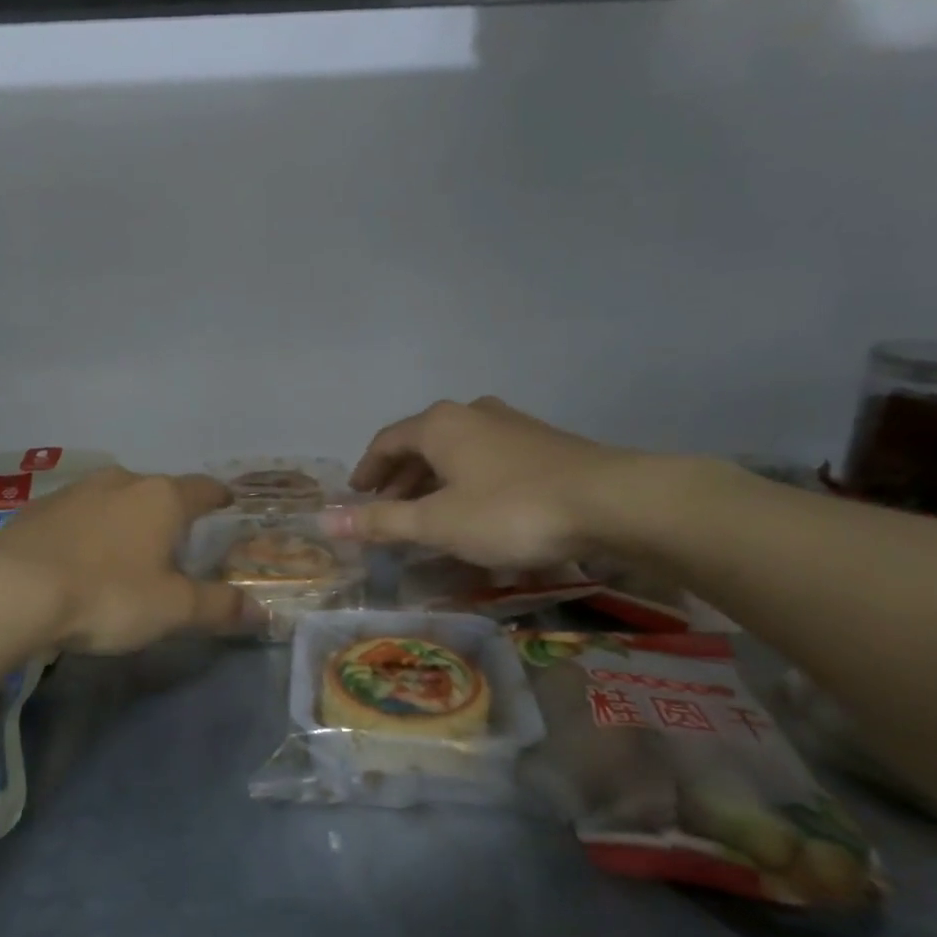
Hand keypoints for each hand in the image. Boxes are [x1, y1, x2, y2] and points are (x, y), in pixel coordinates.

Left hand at [0, 467, 248, 652]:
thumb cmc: (107, 595)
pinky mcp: (37, 508)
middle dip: (169, 512)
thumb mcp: (172, 609)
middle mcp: (121, 481)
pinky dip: (86, 529)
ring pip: (114, 499)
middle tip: (174, 543)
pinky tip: (77, 558)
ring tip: (124, 552)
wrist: (13, 592)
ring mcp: (75, 490)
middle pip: (157, 491)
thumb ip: (219, 607)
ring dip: (124, 519)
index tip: (228, 503)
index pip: (204, 488)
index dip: (220, 497)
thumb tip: (262, 611)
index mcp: (161, 498)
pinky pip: (76, 514)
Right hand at [327, 397, 646, 567]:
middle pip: (421, 444)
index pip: (386, 441)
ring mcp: (511, 424)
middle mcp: (471, 413)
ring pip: (457, 451)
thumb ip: (381, 521)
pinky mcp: (542, 443)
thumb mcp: (437, 523)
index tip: (355, 495)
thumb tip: (324, 522)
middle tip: (387, 510)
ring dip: (434, 481)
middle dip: (400, 479)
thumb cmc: (510, 510)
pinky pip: (487, 459)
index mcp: (439, 425)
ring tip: (428, 514)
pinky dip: (467, 481)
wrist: (612, 502)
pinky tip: (477, 510)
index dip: (366, 470)